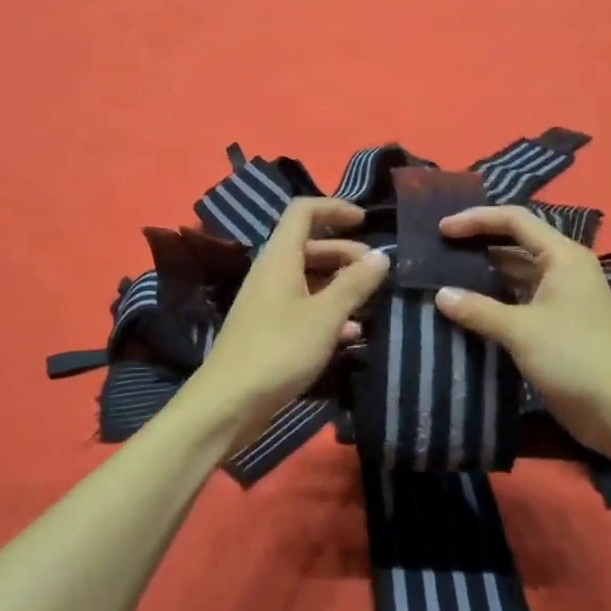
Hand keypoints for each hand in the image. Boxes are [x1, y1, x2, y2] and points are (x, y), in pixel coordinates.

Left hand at [191, 198, 390, 446]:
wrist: (228, 403)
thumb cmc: (279, 350)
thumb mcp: (325, 316)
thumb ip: (355, 284)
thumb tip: (381, 256)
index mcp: (280, 257)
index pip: (303, 211)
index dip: (334, 208)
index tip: (365, 221)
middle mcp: (272, 272)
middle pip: (310, 245)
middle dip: (345, 252)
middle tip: (377, 271)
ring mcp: (268, 302)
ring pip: (309, 279)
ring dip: (340, 284)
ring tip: (372, 301)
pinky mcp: (269, 330)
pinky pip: (304, 308)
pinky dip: (328, 312)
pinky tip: (352, 334)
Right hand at [433, 205, 610, 463]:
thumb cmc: (574, 358)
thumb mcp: (521, 331)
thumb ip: (478, 310)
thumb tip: (440, 295)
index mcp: (563, 256)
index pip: (515, 220)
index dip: (477, 220)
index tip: (442, 230)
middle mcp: (564, 268)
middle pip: (516, 242)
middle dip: (479, 243)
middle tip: (439, 249)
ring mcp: (562, 297)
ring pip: (517, 272)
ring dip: (485, 273)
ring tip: (446, 275)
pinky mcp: (558, 323)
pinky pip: (520, 299)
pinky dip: (495, 299)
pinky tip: (468, 307)